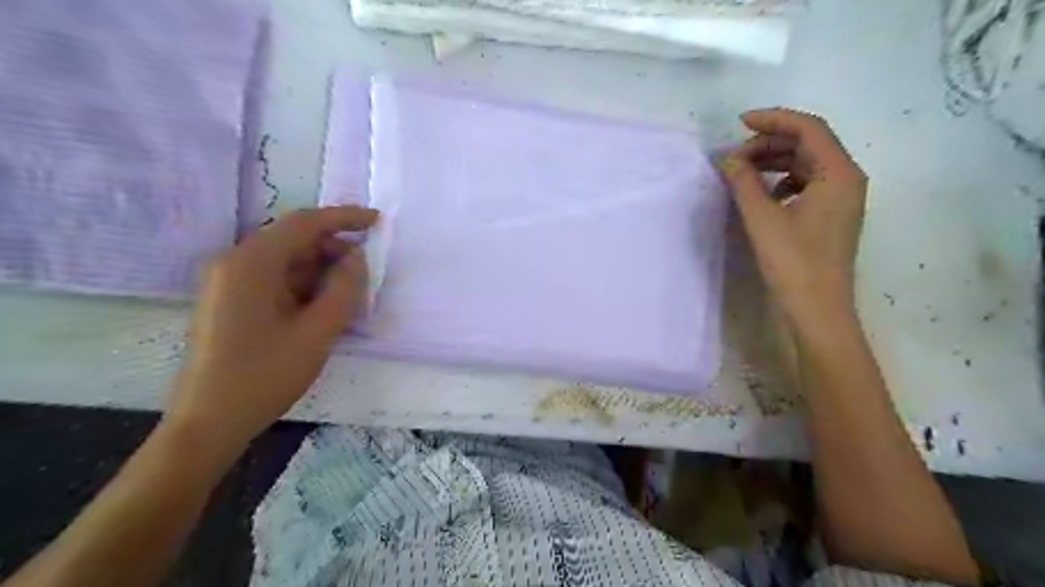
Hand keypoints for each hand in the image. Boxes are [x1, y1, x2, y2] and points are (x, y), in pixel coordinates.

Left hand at [161, 206, 377, 453]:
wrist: (209, 422)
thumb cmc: (265, 375)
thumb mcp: (318, 332)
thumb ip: (344, 289)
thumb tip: (356, 259)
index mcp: (251, 263)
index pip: (304, 223)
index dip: (344, 218)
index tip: (377, 221)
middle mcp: (235, 263)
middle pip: (294, 241)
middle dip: (334, 251)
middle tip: (365, 276)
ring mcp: (230, 282)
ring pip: (287, 262)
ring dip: (321, 272)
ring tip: (349, 298)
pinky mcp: (232, 301)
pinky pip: (276, 280)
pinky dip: (305, 286)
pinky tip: (324, 308)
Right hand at [725, 108, 869, 329]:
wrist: (817, 309)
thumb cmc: (793, 262)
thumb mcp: (762, 218)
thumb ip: (743, 182)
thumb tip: (728, 158)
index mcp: (838, 173)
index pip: (808, 128)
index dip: (773, 120)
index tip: (740, 123)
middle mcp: (847, 179)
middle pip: (809, 144)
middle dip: (770, 144)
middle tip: (736, 157)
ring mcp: (841, 199)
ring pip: (807, 164)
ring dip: (774, 162)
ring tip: (743, 173)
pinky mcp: (832, 216)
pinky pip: (807, 184)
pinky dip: (782, 181)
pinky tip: (762, 196)